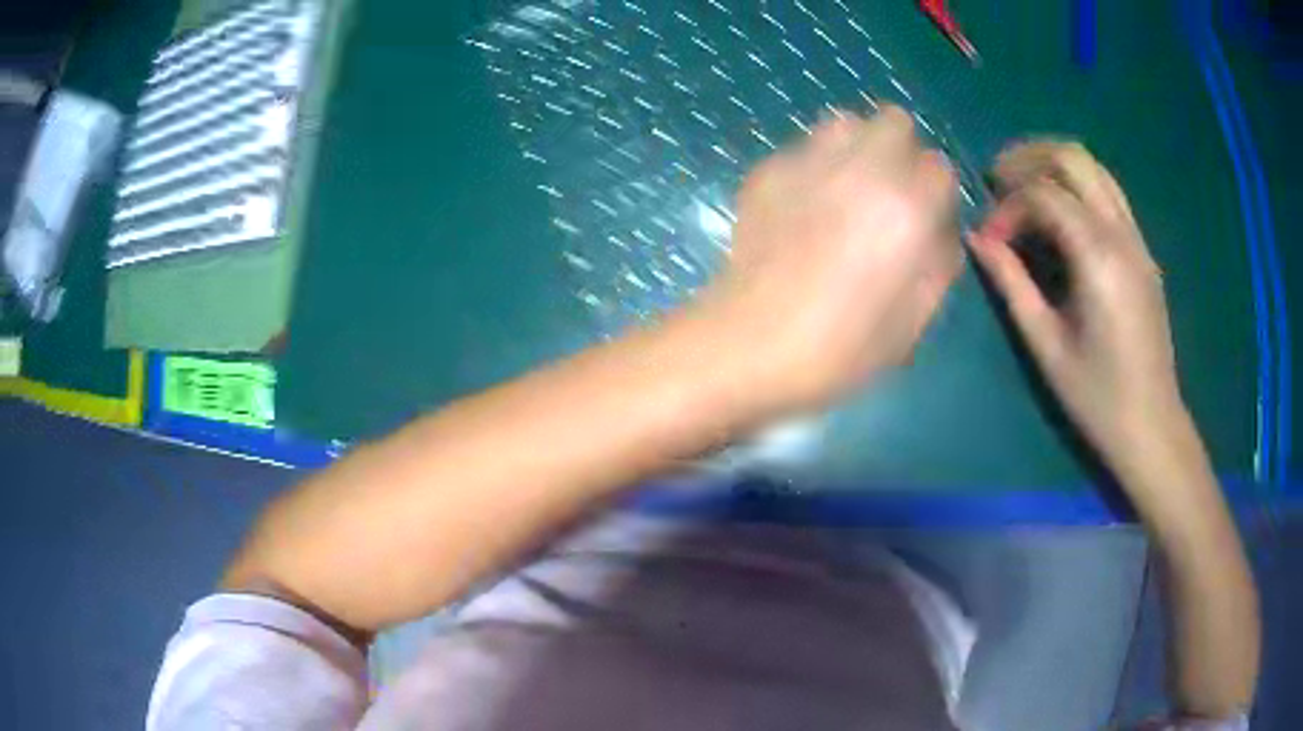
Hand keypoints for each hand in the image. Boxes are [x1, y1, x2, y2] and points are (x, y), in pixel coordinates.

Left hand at [695, 106, 961, 415]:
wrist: (747, 343)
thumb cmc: (838, 348)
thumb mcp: (912, 323)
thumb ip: (939, 265)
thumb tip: (940, 232)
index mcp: (906, 209)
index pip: (940, 168)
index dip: (936, 195)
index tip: (924, 221)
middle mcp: (862, 169)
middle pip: (895, 121)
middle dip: (901, 151)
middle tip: (889, 195)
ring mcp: (809, 162)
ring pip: (845, 122)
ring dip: (857, 148)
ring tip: (847, 192)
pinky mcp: (768, 170)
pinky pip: (803, 148)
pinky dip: (814, 167)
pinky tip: (802, 208)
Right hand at [970, 141, 1185, 474]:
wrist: (1150, 425)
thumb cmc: (1096, 396)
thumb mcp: (1045, 344)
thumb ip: (1011, 283)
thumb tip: (979, 240)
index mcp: (1098, 257)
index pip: (1044, 194)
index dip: (1006, 206)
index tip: (988, 239)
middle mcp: (1121, 234)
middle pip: (1073, 158)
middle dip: (1028, 159)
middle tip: (997, 182)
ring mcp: (1137, 240)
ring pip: (1095, 169)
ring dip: (1054, 166)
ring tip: (1024, 190)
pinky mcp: (1143, 252)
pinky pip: (1109, 194)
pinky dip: (1078, 188)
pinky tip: (1060, 216)